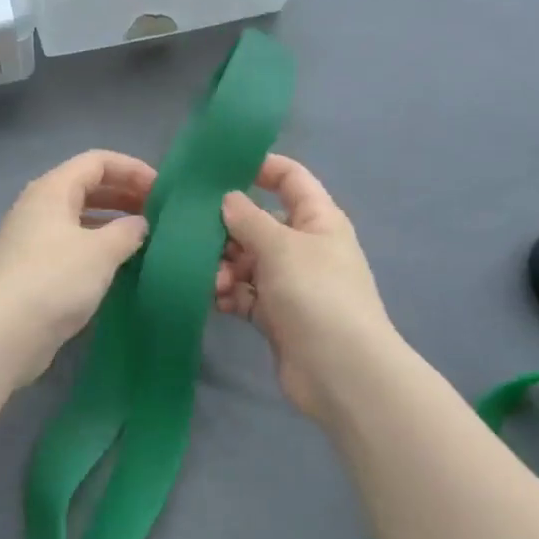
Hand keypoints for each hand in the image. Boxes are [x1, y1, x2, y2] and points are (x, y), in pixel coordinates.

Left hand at [0, 149, 155, 384]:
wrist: (0, 334)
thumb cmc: (53, 281)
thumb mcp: (100, 252)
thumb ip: (127, 231)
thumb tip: (139, 224)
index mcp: (52, 190)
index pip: (97, 161)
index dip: (132, 169)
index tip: (163, 191)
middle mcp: (38, 208)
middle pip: (86, 187)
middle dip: (124, 195)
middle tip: (157, 214)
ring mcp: (32, 241)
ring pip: (79, 219)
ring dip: (112, 224)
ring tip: (143, 240)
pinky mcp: (31, 272)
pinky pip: (71, 247)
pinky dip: (97, 249)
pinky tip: (117, 268)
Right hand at [216, 155, 396, 421]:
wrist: (340, 371)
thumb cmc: (316, 294)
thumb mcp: (281, 246)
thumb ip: (249, 219)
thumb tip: (228, 199)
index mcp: (318, 219)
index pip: (290, 179)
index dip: (260, 167)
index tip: (218, 169)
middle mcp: (304, 246)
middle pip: (259, 223)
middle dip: (228, 229)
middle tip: (198, 238)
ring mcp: (290, 283)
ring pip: (247, 261)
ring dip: (225, 267)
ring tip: (216, 283)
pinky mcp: (276, 315)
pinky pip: (245, 294)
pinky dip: (231, 294)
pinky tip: (218, 300)